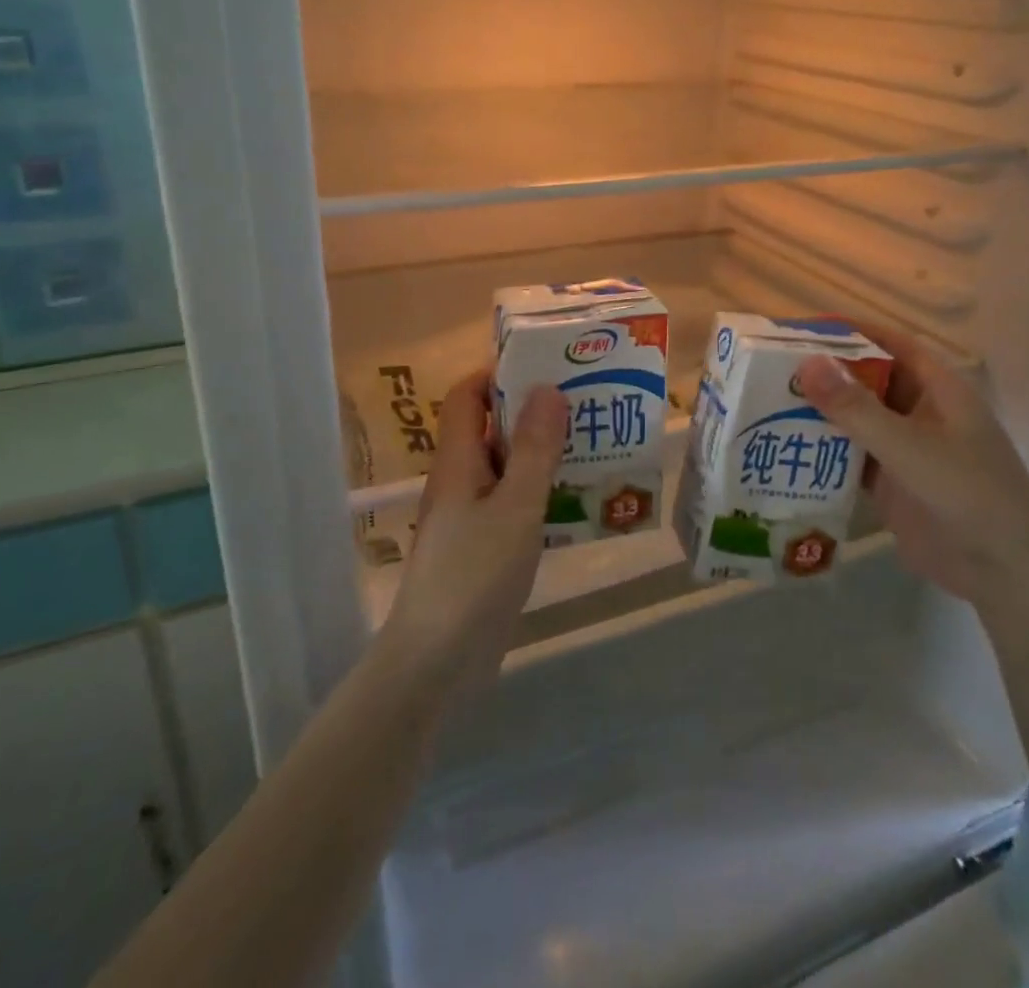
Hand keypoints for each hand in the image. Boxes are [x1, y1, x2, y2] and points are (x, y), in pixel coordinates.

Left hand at [382, 370, 568, 682]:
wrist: (437, 662)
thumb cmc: (474, 575)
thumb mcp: (515, 507)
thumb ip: (535, 450)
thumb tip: (547, 388)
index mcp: (458, 460)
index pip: (467, 395)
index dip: (498, 373)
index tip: (546, 366)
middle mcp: (459, 479)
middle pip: (490, 427)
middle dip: (532, 410)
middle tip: (584, 403)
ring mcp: (468, 514)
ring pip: (505, 466)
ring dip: (540, 452)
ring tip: (591, 443)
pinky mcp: (481, 545)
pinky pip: (511, 501)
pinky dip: (538, 490)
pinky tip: (575, 498)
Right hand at [795, 327, 1028, 607]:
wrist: (1004, 573)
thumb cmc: (967, 493)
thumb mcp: (909, 446)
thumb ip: (855, 408)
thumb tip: (805, 363)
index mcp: (938, 389)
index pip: (890, 344)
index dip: (851, 331)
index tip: (803, 328)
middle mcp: (920, 411)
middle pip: (867, 380)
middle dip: (824, 373)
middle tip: (770, 369)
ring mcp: (905, 448)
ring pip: (855, 418)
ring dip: (819, 412)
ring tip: (765, 404)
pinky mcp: (891, 482)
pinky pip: (850, 456)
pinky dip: (823, 450)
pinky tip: (784, 448)